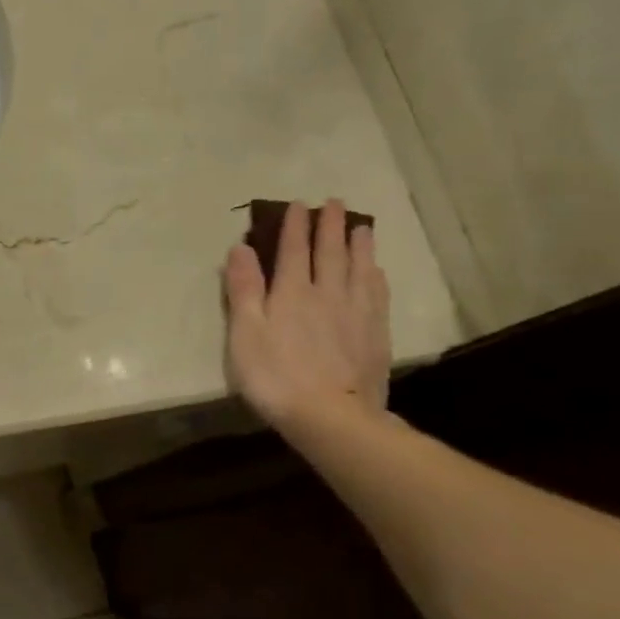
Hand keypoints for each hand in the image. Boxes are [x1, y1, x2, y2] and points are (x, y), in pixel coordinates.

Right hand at [223, 199, 391, 431]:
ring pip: (359, 269)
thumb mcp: (244, 333)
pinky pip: (377, 294)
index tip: (299, 204)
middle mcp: (327, 293)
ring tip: (361, 226)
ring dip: (359, 245)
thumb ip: (244, 289)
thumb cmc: (275, 376)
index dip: (295, 226)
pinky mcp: (375, 335)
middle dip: (330, 226)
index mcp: (292, 292)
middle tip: (334, 202)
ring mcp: (356, 313)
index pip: (294, 250)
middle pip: (331, 252)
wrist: (331, 416)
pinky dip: (375, 276)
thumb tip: (241, 248)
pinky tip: (376, 271)